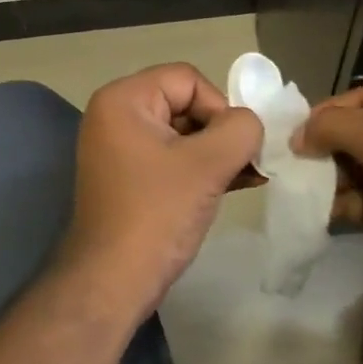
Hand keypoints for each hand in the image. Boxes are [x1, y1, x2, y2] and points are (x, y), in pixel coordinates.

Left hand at [59, 63, 264, 319]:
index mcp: (123, 99)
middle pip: (184, 102)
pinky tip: (234, 184)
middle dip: (220, 132)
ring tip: (248, 176)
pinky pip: (171, 156)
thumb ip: (240, 130)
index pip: (187, 79)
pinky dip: (200, 167)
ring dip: (216, 152)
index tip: (234, 147)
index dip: (219, 107)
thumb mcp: (206, 165)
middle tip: (246, 163)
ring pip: (182, 132)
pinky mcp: (128, 176)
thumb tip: (250, 124)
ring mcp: (119, 147)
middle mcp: (115, 115)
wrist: (111, 284)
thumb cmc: (156, 215)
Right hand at [295, 81, 362, 318]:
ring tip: (300, 186)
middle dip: (327, 145)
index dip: (329, 111)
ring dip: (331, 176)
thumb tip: (300, 135)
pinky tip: (319, 210)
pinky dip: (344, 203)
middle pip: (362, 131)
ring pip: (361, 167)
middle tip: (292, 161)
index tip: (293, 132)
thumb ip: (334, 126)